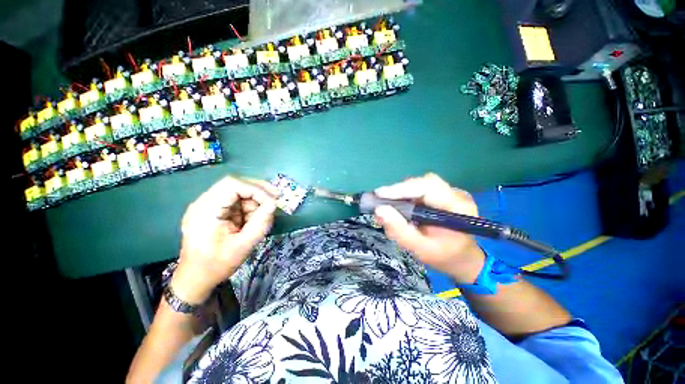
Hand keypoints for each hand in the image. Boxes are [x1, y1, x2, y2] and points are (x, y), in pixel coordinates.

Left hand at [171, 176, 276, 304]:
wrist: (195, 278)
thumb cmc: (216, 265)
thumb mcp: (243, 246)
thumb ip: (260, 223)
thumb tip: (274, 204)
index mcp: (205, 211)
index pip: (232, 185)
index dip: (256, 189)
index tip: (272, 201)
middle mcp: (204, 203)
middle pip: (235, 184)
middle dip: (258, 191)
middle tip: (276, 199)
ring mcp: (208, 205)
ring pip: (238, 192)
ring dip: (254, 202)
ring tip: (260, 219)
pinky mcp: (214, 210)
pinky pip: (236, 202)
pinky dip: (249, 208)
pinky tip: (251, 221)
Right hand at [374, 173, 485, 283]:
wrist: (462, 258)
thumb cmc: (443, 256)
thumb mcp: (420, 249)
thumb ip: (400, 231)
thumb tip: (379, 210)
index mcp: (457, 207)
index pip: (428, 187)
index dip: (402, 189)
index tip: (379, 194)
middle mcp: (456, 194)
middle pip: (423, 182)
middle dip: (399, 190)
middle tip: (381, 200)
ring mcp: (450, 192)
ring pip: (420, 184)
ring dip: (401, 192)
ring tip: (388, 204)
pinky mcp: (442, 194)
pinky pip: (421, 188)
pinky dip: (406, 195)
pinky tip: (399, 205)